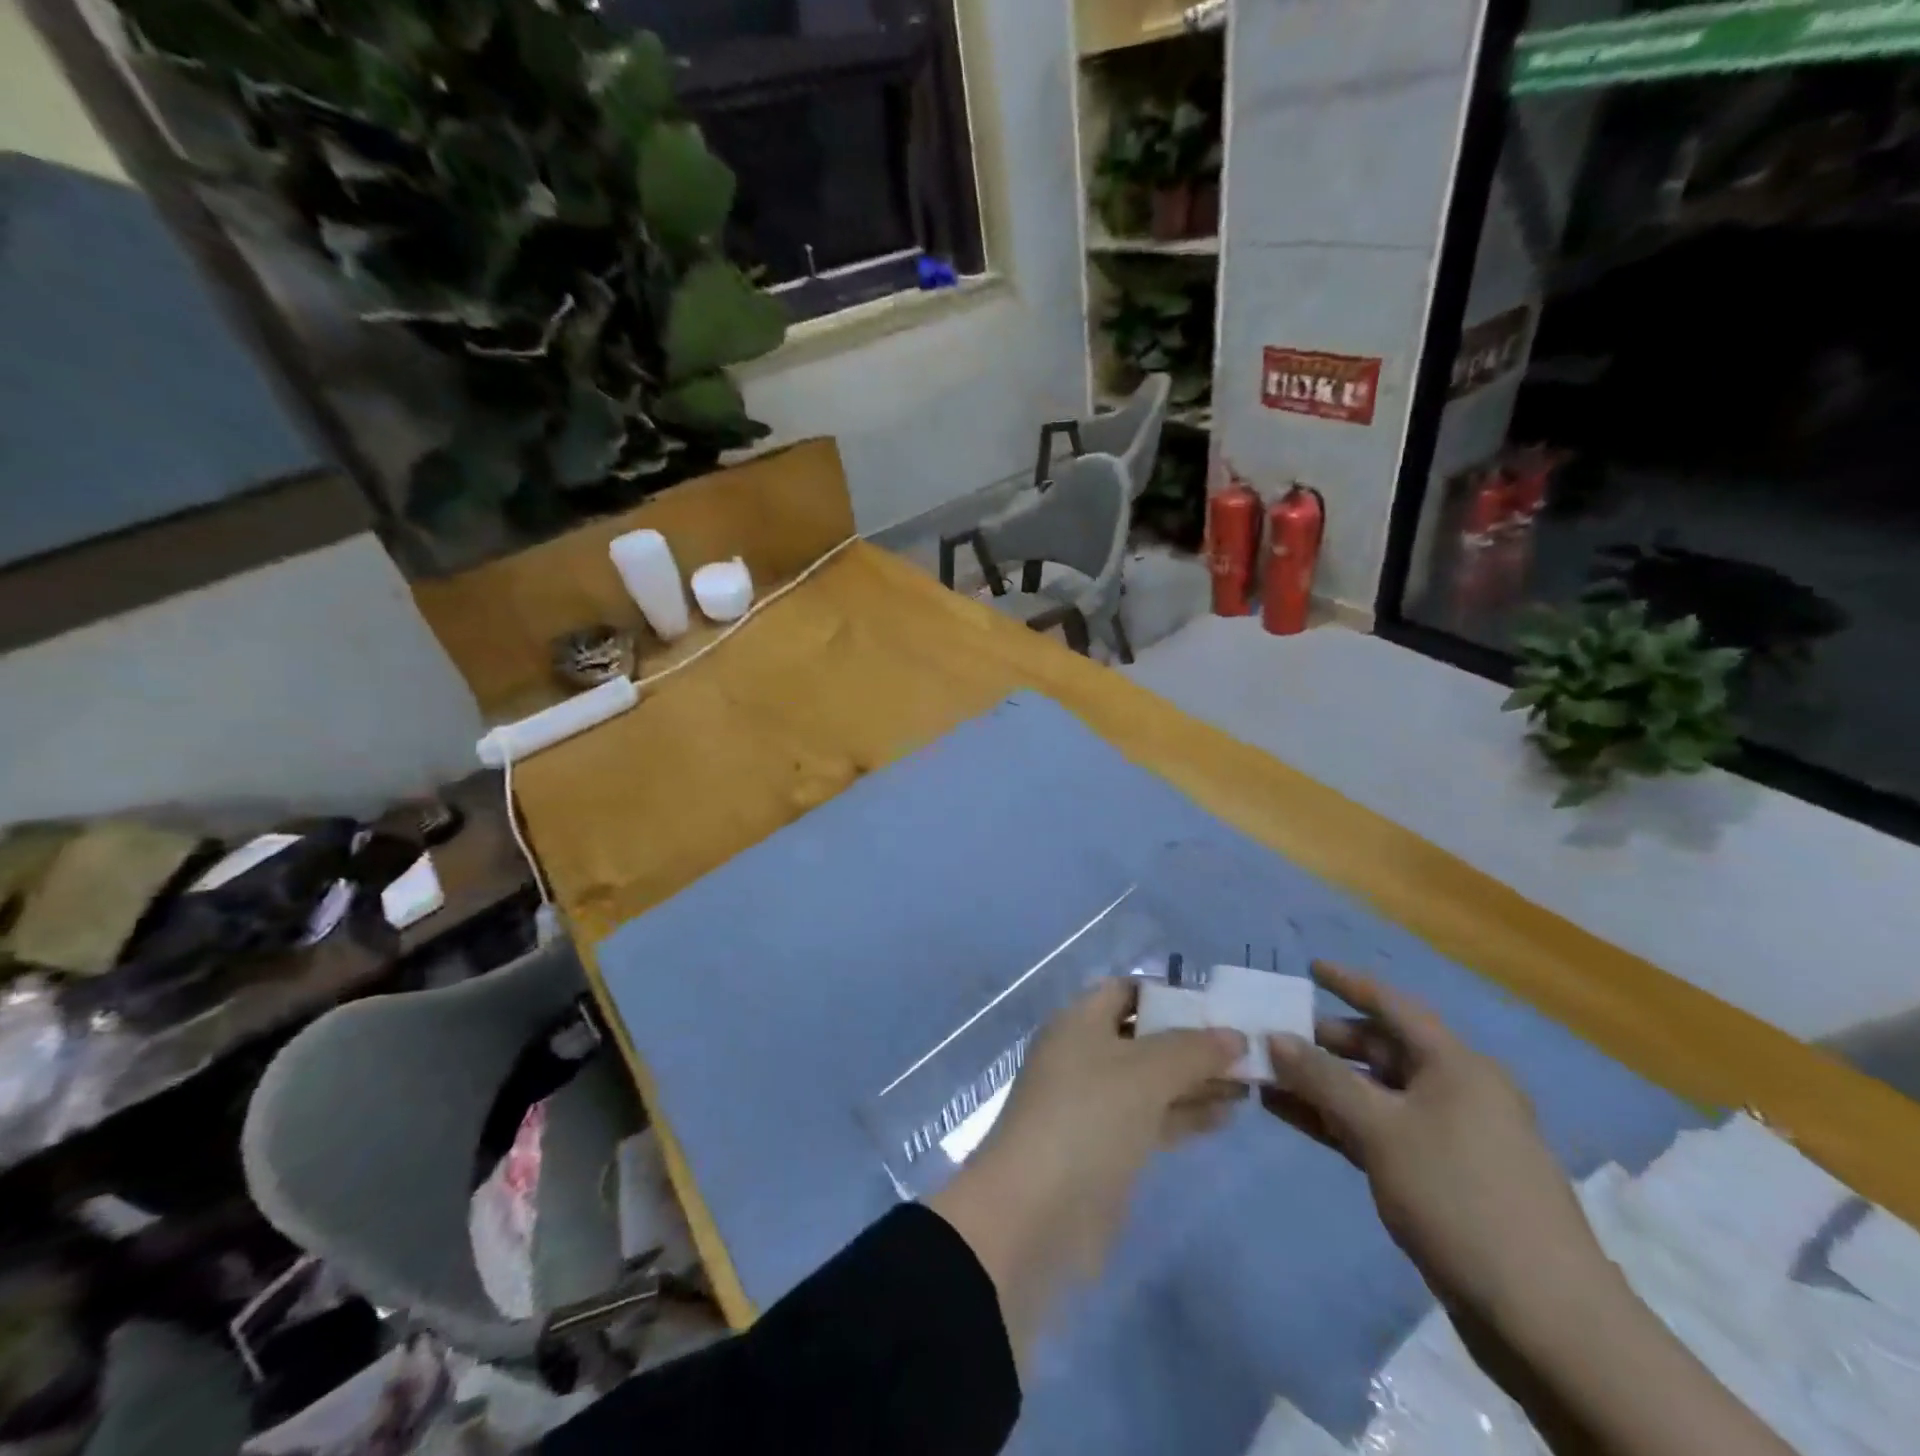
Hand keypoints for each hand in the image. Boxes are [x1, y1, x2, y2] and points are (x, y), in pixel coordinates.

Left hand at [929, 980, 1244, 1355]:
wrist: (1035, 1213)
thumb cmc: (1088, 1119)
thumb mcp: (1145, 1073)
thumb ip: (1193, 1050)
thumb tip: (1234, 1035)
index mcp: (1079, 1022)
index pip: (1126, 990)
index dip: (1170, 993)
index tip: (1219, 1006)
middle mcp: (1084, 1054)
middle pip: (1144, 1036)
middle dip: (1192, 1041)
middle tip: (1249, 1049)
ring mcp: (1094, 1103)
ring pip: (1152, 1080)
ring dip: (1196, 1080)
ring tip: (1251, 1083)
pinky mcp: (1106, 1147)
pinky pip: (1152, 1117)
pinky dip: (1185, 1114)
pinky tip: (1226, 1116)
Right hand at [1262, 962, 1615, 1331]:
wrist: (1544, 1318)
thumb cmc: (1459, 1196)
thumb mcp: (1380, 1128)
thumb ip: (1322, 1078)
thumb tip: (1275, 1037)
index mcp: (1456, 1066)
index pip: (1394, 1007)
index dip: (1350, 983)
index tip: (1309, 967)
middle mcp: (1454, 1091)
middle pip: (1380, 1050)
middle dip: (1324, 1042)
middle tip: (1272, 1035)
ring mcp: (1447, 1136)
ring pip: (1373, 1094)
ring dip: (1321, 1085)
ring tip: (1266, 1077)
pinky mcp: (1437, 1177)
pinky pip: (1377, 1131)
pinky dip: (1336, 1121)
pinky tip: (1292, 1117)